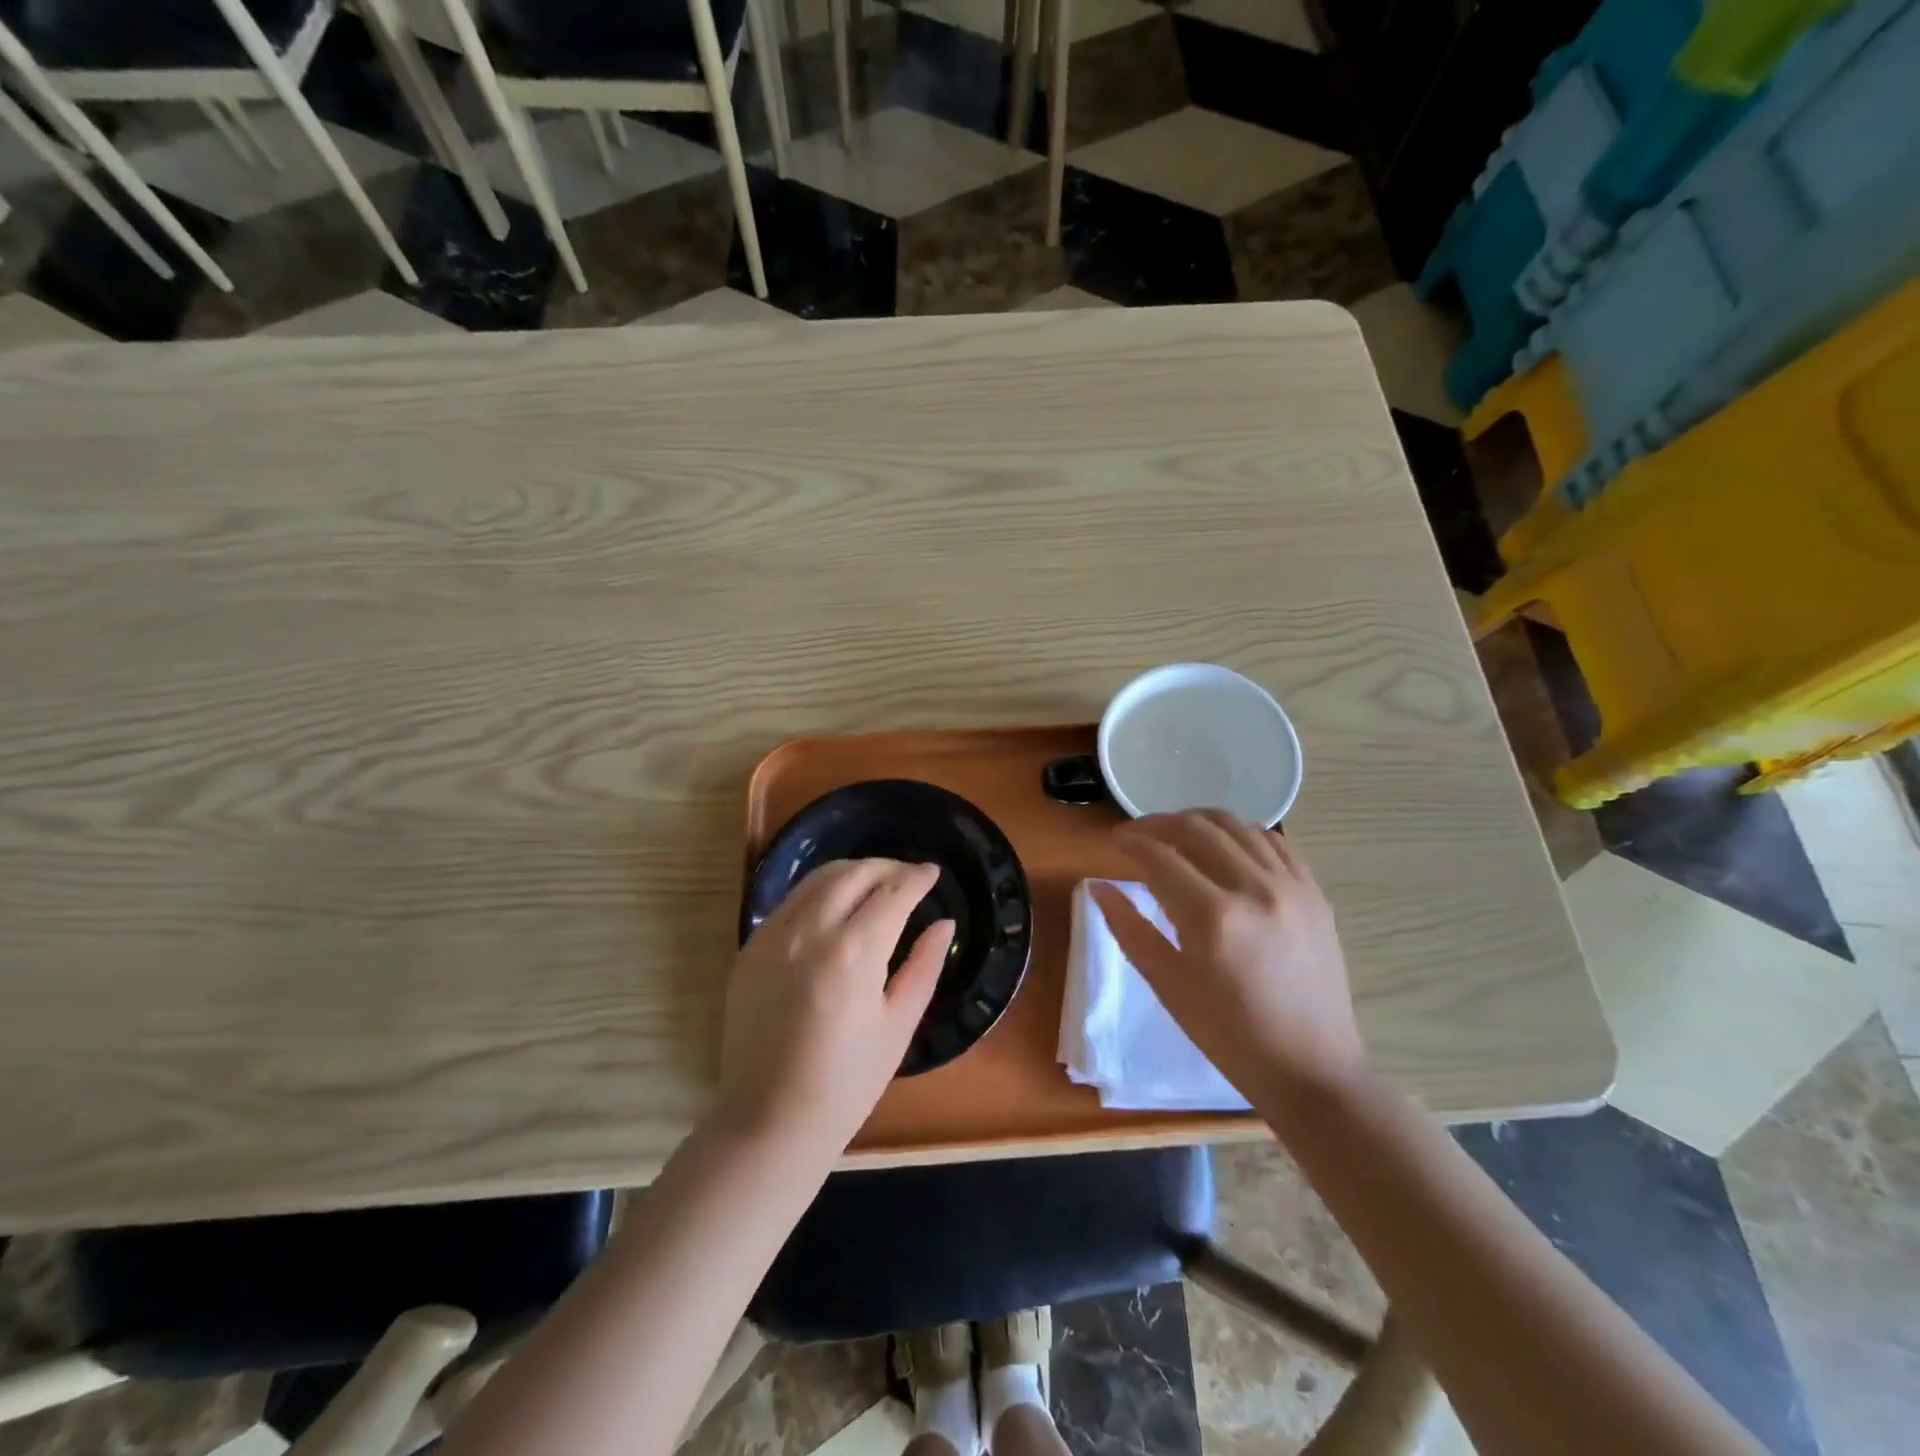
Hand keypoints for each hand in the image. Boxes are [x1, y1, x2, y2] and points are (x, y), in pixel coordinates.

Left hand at [715, 859, 953, 1157]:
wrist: (770, 1120)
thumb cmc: (847, 1083)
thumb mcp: (898, 1025)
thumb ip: (924, 966)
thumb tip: (944, 924)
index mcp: (854, 953)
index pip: (893, 892)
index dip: (917, 878)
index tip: (933, 873)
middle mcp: (810, 931)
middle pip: (854, 873)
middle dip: (887, 867)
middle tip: (908, 877)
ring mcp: (773, 936)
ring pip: (818, 879)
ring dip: (853, 872)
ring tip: (875, 884)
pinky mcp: (750, 948)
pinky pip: (791, 902)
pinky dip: (819, 893)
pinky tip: (834, 908)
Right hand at [1089, 811, 1366, 1107]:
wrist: (1311, 1069)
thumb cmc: (1229, 1036)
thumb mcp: (1169, 986)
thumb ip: (1130, 930)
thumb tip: (1099, 887)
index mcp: (1213, 918)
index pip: (1161, 857)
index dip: (1131, 841)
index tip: (1114, 840)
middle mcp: (1254, 889)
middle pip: (1198, 829)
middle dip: (1160, 823)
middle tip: (1139, 833)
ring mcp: (1291, 887)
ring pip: (1237, 826)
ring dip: (1199, 821)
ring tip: (1177, 833)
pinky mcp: (1314, 893)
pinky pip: (1273, 842)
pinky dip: (1241, 833)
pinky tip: (1225, 846)